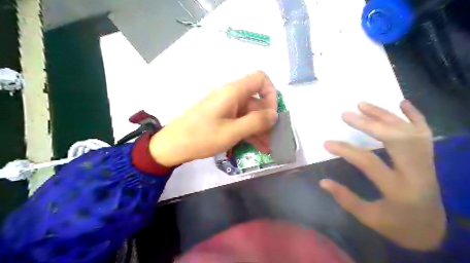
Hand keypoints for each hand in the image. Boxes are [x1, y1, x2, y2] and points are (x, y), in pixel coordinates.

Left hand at [148, 71, 275, 166]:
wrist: (172, 146)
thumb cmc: (201, 137)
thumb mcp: (232, 132)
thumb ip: (256, 122)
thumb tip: (274, 115)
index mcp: (233, 92)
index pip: (260, 79)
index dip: (271, 94)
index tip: (272, 114)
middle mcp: (231, 96)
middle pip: (256, 101)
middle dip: (266, 120)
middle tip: (273, 139)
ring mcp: (225, 107)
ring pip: (249, 114)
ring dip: (259, 129)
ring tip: (268, 147)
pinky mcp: (221, 117)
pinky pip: (240, 121)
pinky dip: (249, 132)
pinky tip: (257, 146)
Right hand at [322, 101, 444, 250]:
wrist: (434, 230)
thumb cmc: (399, 226)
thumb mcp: (370, 218)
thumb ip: (346, 199)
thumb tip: (323, 181)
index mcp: (400, 189)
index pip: (370, 162)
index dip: (346, 150)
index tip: (326, 143)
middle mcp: (417, 171)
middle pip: (395, 139)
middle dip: (369, 124)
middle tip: (346, 114)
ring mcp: (427, 163)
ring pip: (409, 131)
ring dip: (385, 115)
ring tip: (362, 104)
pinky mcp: (429, 158)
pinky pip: (425, 132)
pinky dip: (415, 115)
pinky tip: (402, 102)